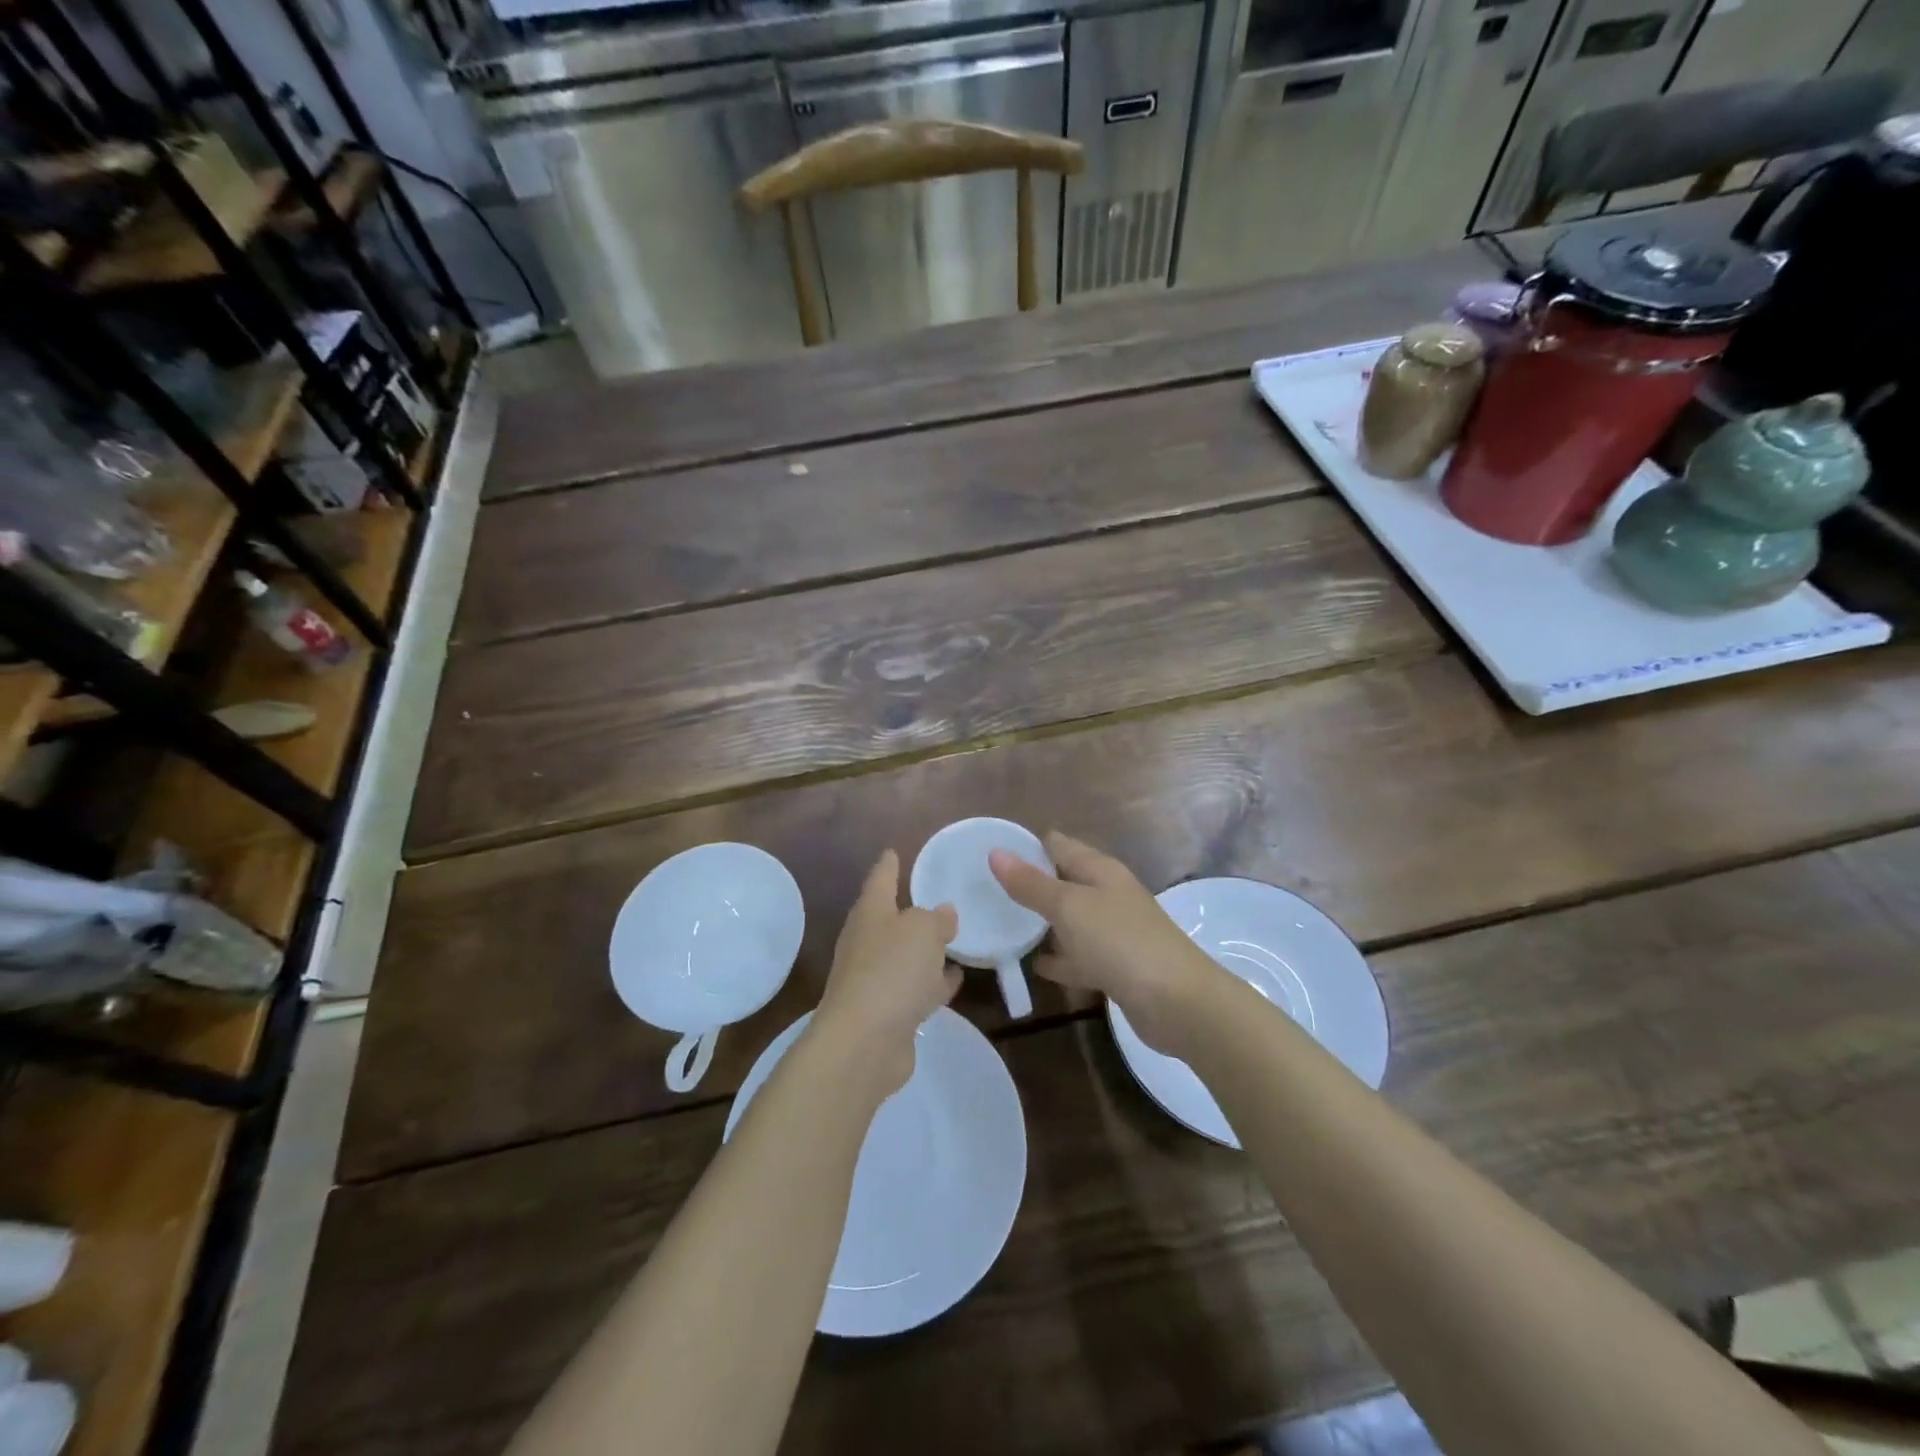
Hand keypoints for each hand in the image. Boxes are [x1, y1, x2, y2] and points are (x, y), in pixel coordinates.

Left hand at [811, 850, 960, 1094]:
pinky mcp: (888, 1013)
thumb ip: (936, 918)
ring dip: (926, 950)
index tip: (893, 850)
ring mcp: (875, 980)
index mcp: (870, 914)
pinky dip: (933, 983)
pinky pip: (915, 988)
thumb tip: (943, 914)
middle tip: (936, 898)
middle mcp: (868, 943)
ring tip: (955, 940)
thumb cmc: (891, 970)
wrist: (865, 1043)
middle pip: (891, 919)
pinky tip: (955, 979)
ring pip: (906, 956)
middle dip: (910, 910)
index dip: (888, 865)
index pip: (880, 879)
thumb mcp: (923, 930)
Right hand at [990, 832, 1225, 1056]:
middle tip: (986, 893)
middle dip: (1029, 885)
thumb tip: (996, 852)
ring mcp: (1113, 932)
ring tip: (1001, 926)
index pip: (1057, 844)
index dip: (1026, 846)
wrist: (1178, 1002)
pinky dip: (1059, 959)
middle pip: (1063, 881)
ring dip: (1042, 922)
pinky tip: (1034, 966)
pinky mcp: (1116, 967)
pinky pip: (1079, 956)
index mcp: (1099, 870)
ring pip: (1070, 920)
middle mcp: (1107, 894)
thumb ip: (1031, 883)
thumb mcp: (1069, 907)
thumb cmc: (1120, 942)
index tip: (988, 855)